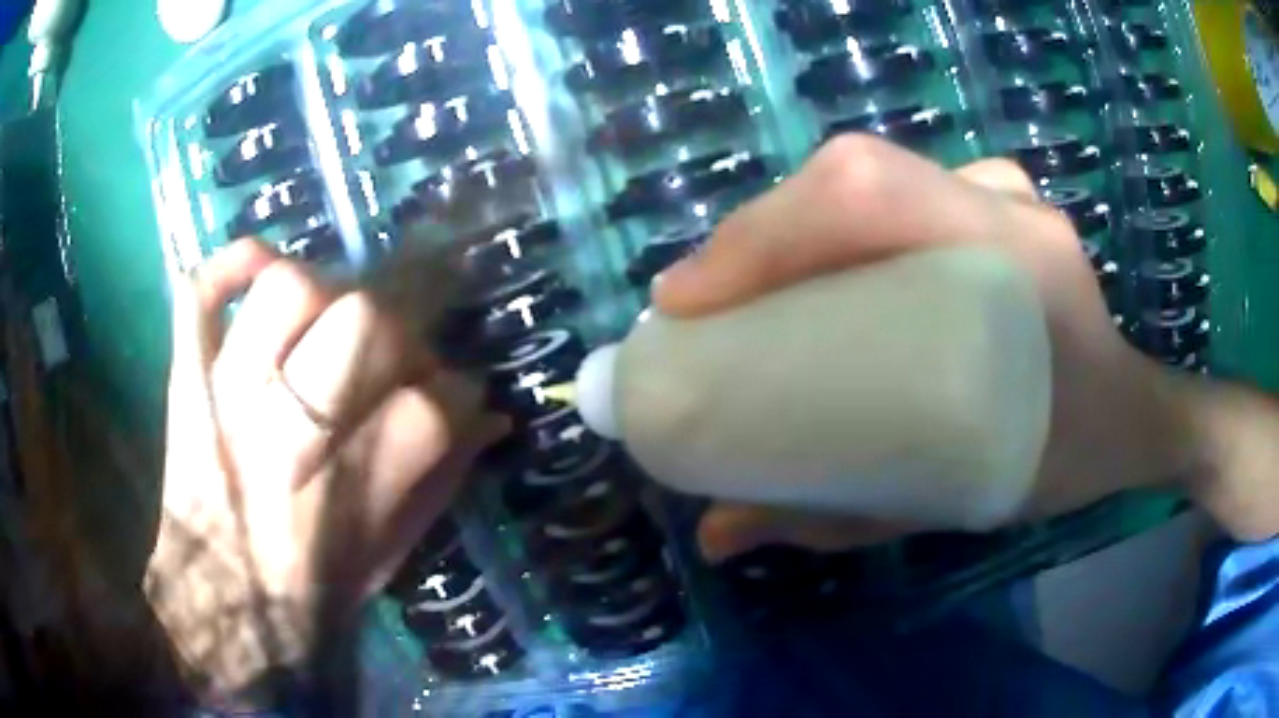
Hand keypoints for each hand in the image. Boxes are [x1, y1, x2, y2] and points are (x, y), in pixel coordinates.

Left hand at [144, 240, 503, 702]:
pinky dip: (232, 262)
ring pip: (287, 290)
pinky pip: (201, 294)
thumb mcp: (391, 557)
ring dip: (326, 295)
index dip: (457, 392)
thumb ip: (441, 481)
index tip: (453, 399)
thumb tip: (490, 418)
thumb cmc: (311, 598)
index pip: (431, 406)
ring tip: (328, 327)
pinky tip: (260, 267)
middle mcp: (285, 437)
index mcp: (348, 496)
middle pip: (364, 323)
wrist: (220, 611)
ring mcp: (226, 397)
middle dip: (398, 334)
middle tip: (392, 361)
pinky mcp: (186, 380)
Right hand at [652, 136, 1198, 560]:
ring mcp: (1000, 189)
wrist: (1131, 414)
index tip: (684, 303)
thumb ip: (837, 519)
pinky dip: (832, 218)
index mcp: (1016, 263)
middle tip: (699, 306)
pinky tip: (810, 265)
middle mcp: (1004, 204)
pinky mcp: (991, 195)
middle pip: (852, 175)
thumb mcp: (958, 500)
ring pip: (867, 173)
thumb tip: (717, 535)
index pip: (868, 196)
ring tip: (742, 290)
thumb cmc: (1063, 462)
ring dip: (789, 224)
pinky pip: (894, 186)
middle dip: (758, 234)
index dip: (764, 234)